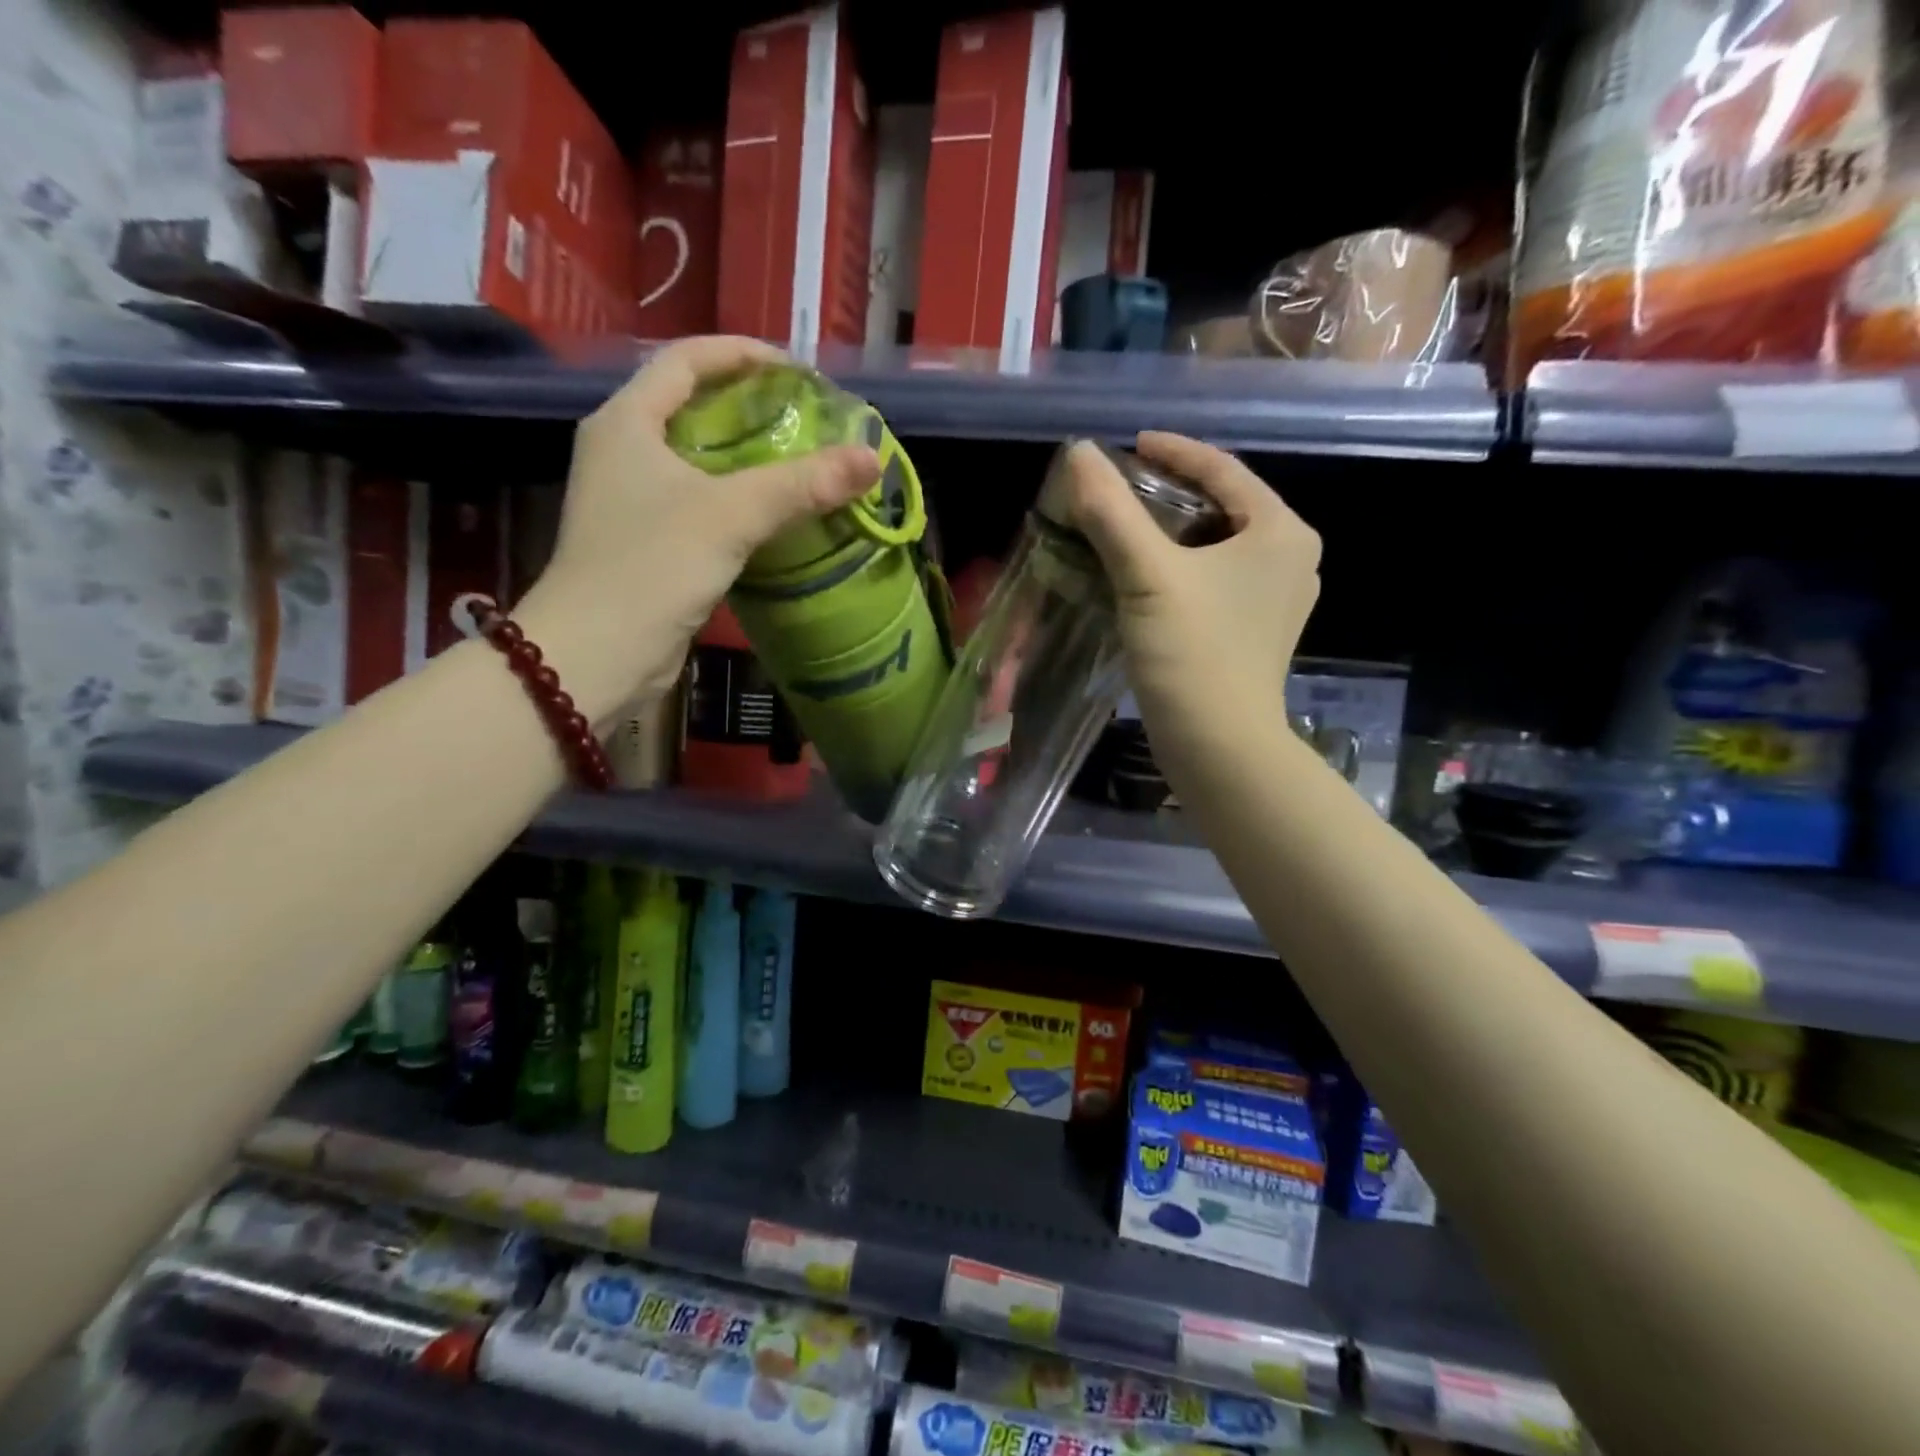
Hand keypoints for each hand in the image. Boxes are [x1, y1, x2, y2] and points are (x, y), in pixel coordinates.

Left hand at [515, 337, 878, 724]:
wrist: (597, 653)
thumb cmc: (651, 566)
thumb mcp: (730, 516)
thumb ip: (801, 485)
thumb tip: (871, 458)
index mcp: (626, 422)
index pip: (685, 360)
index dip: (741, 355)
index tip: (796, 370)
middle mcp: (622, 451)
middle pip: (691, 406)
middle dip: (749, 406)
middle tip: (805, 417)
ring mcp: (631, 500)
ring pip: (697, 459)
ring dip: (746, 457)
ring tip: (800, 460)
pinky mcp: (645, 542)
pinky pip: (699, 503)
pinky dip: (736, 499)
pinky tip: (774, 514)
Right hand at [1067, 432, 1320, 767]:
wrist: (1219, 746)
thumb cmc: (1192, 653)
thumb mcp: (1147, 575)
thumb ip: (1112, 511)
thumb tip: (1079, 453)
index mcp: (1281, 531)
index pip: (1223, 469)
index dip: (1172, 452)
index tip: (1127, 447)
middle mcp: (1291, 557)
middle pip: (1222, 505)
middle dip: (1170, 494)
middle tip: (1120, 491)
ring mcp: (1277, 598)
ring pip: (1217, 545)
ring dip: (1171, 533)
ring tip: (1125, 529)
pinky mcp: (1256, 630)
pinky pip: (1216, 578)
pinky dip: (1180, 567)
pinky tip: (1144, 576)